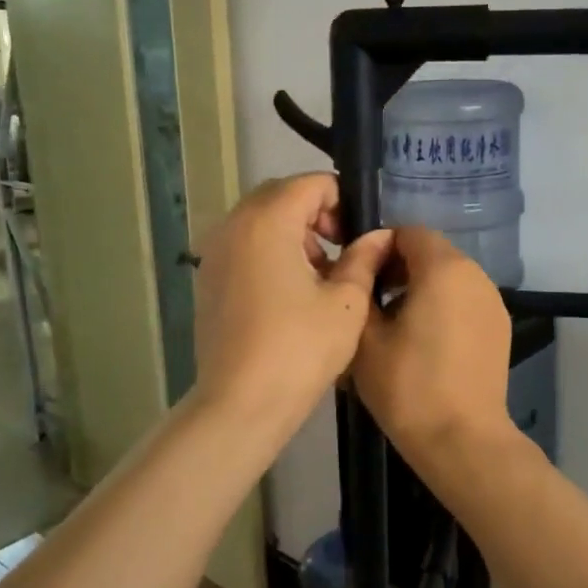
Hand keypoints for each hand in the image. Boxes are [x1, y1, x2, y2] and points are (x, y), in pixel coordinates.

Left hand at [191, 173, 392, 442]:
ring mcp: (215, 251)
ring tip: (319, 274)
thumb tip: (380, 236)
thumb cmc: (300, 349)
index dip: (342, 201)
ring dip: (292, 231)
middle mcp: (234, 225)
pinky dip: (268, 250)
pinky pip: (242, 243)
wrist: (240, 403)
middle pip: (281, 195)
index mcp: (268, 221)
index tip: (358, 237)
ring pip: (259, 218)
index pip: (311, 183)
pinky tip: (289, 292)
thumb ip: (364, 258)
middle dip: (315, 212)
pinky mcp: (207, 277)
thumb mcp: (346, 302)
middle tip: (341, 250)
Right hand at [351, 227, 514, 465]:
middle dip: (400, 267)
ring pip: (450, 277)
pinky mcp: (500, 327)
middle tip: (371, 300)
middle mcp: (475, 275)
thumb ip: (361, 289)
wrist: (462, 439)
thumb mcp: (365, 337)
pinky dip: (443, 306)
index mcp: (444, 269)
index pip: (409, 232)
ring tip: (395, 324)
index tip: (359, 276)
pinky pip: (465, 300)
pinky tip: (424, 342)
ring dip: (421, 287)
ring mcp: (493, 301)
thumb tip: (364, 270)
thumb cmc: (408, 385)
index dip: (380, 246)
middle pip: (432, 252)